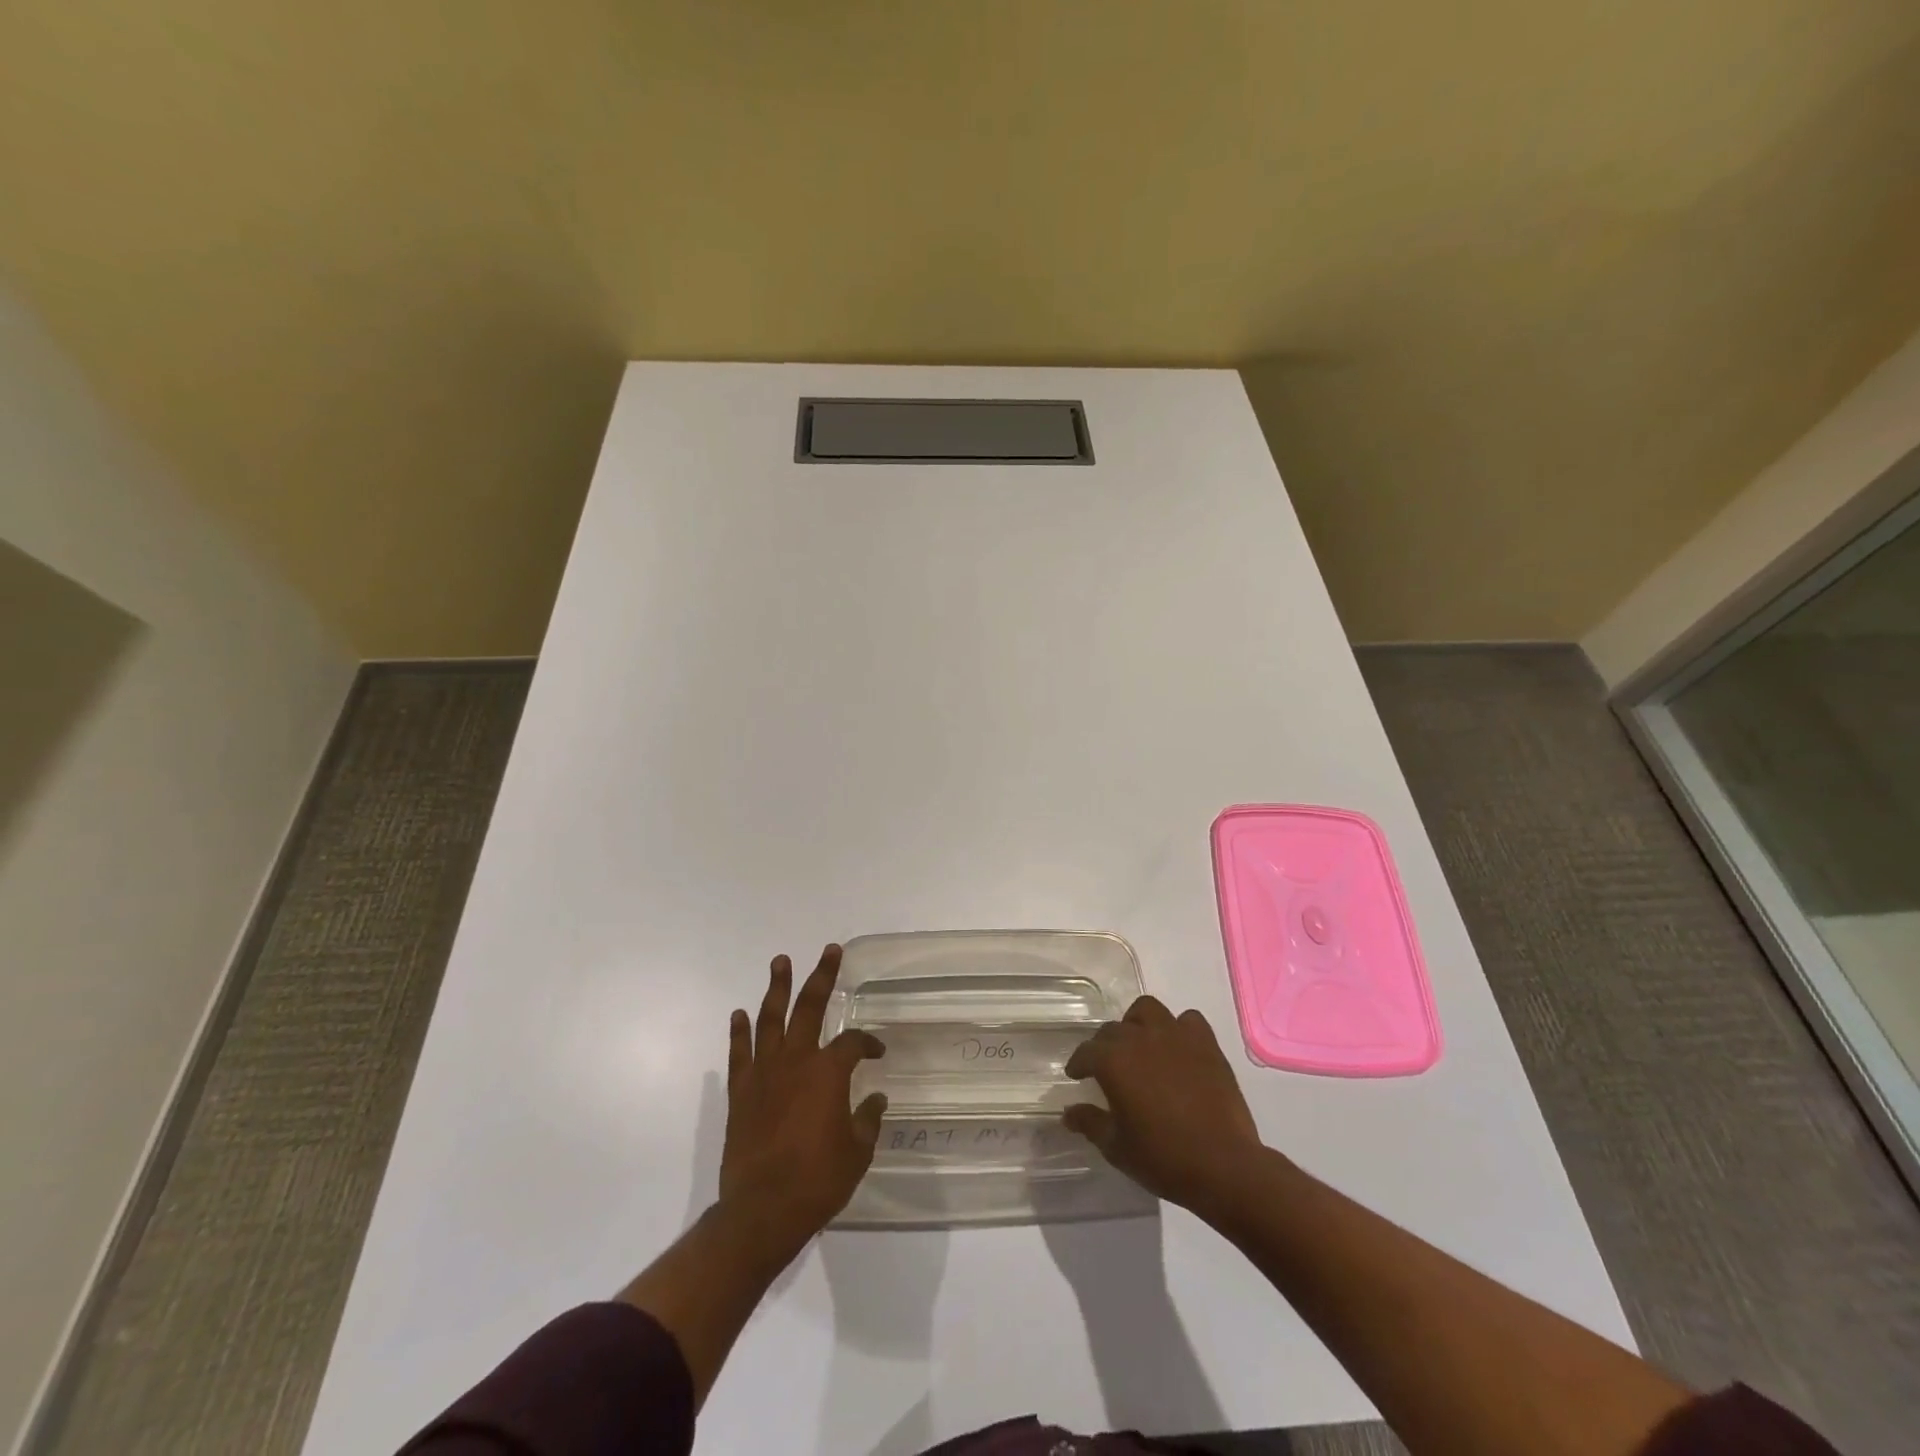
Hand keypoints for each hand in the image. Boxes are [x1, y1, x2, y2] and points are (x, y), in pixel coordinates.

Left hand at [719, 946, 886, 1257]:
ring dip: (777, 988)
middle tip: (829, 951)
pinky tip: (740, 1014)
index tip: (878, 1053)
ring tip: (780, 961)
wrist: (763, 1211)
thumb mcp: (857, 1152)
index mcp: (828, 1073)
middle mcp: (796, 1062)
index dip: (868, 1044)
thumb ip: (867, 1120)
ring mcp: (764, 1074)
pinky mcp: (741, 1092)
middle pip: (810, 1008)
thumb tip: (876, 1099)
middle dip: (821, 977)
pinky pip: (740, 1053)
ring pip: (771, 1019)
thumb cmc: (818, 1181)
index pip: (853, 1043)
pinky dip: (740, 1032)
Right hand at [1062, 995, 1263, 1212]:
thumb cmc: (1163, 1158)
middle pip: (1114, 1030)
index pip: (1086, 1052)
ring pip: (1147, 1010)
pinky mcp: (1206, 1044)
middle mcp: (1140, 1038)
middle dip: (1105, 1046)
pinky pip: (1188, 1021)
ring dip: (1138, 1023)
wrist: (1223, 1166)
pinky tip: (1178, 1049)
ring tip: (1140, 1045)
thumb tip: (1069, 1113)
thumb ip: (1090, 1122)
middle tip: (1108, 1068)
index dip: (1078, 1064)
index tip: (1077, 1075)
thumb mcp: (1117, 1147)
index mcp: (1113, 1060)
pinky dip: (1179, 1029)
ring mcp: (1175, 1036)